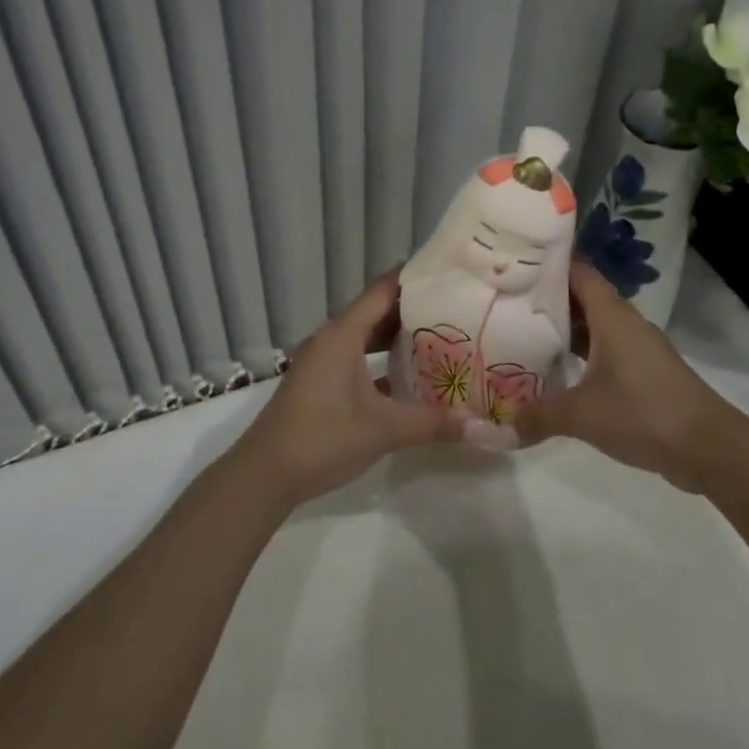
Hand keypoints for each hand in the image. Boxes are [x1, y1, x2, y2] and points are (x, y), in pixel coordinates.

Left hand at [233, 271, 464, 505]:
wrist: (266, 473)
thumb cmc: (323, 437)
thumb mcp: (384, 429)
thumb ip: (433, 423)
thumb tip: (482, 426)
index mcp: (343, 333)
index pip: (384, 290)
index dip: (414, 279)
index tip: (449, 275)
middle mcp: (332, 338)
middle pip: (377, 311)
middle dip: (413, 309)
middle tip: (455, 308)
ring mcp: (323, 360)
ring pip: (366, 336)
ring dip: (397, 337)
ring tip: (439, 337)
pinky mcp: (320, 382)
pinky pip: (356, 358)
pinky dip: (381, 361)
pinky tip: (409, 377)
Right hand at [515, 261, 734, 491]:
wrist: (709, 447)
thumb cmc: (643, 413)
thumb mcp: (582, 415)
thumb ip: (539, 416)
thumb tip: (501, 425)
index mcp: (611, 315)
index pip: (577, 271)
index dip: (547, 263)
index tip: (514, 262)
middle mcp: (625, 322)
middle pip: (582, 296)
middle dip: (548, 296)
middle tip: (508, 298)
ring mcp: (638, 346)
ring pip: (595, 324)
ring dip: (565, 326)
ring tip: (524, 330)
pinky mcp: (645, 370)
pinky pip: (606, 347)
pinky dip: (582, 350)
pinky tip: (558, 367)